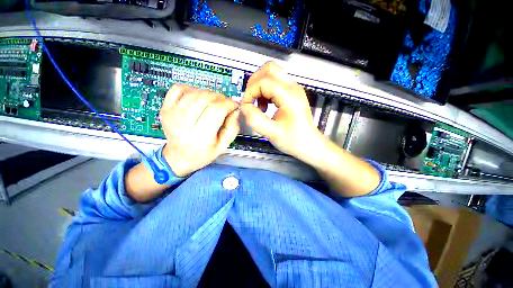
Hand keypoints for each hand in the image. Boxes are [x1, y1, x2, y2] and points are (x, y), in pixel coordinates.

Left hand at [159, 84, 239, 176]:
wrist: (179, 157)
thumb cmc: (203, 154)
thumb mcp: (223, 146)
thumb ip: (232, 128)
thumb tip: (234, 110)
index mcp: (201, 137)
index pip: (217, 110)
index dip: (229, 103)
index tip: (234, 105)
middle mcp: (185, 124)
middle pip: (206, 98)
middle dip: (221, 98)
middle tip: (225, 104)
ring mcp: (172, 115)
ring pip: (195, 92)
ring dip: (209, 94)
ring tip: (214, 102)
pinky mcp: (166, 109)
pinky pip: (179, 88)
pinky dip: (191, 89)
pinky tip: (198, 97)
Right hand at [240, 62, 322, 159]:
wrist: (309, 144)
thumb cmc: (295, 140)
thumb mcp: (272, 133)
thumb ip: (255, 119)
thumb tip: (244, 107)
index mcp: (289, 96)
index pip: (263, 82)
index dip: (250, 93)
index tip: (246, 106)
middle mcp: (293, 88)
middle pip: (269, 69)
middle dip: (254, 82)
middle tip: (250, 99)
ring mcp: (293, 89)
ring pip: (271, 74)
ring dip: (259, 86)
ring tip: (258, 104)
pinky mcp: (291, 94)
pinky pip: (275, 83)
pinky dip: (265, 91)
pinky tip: (265, 105)